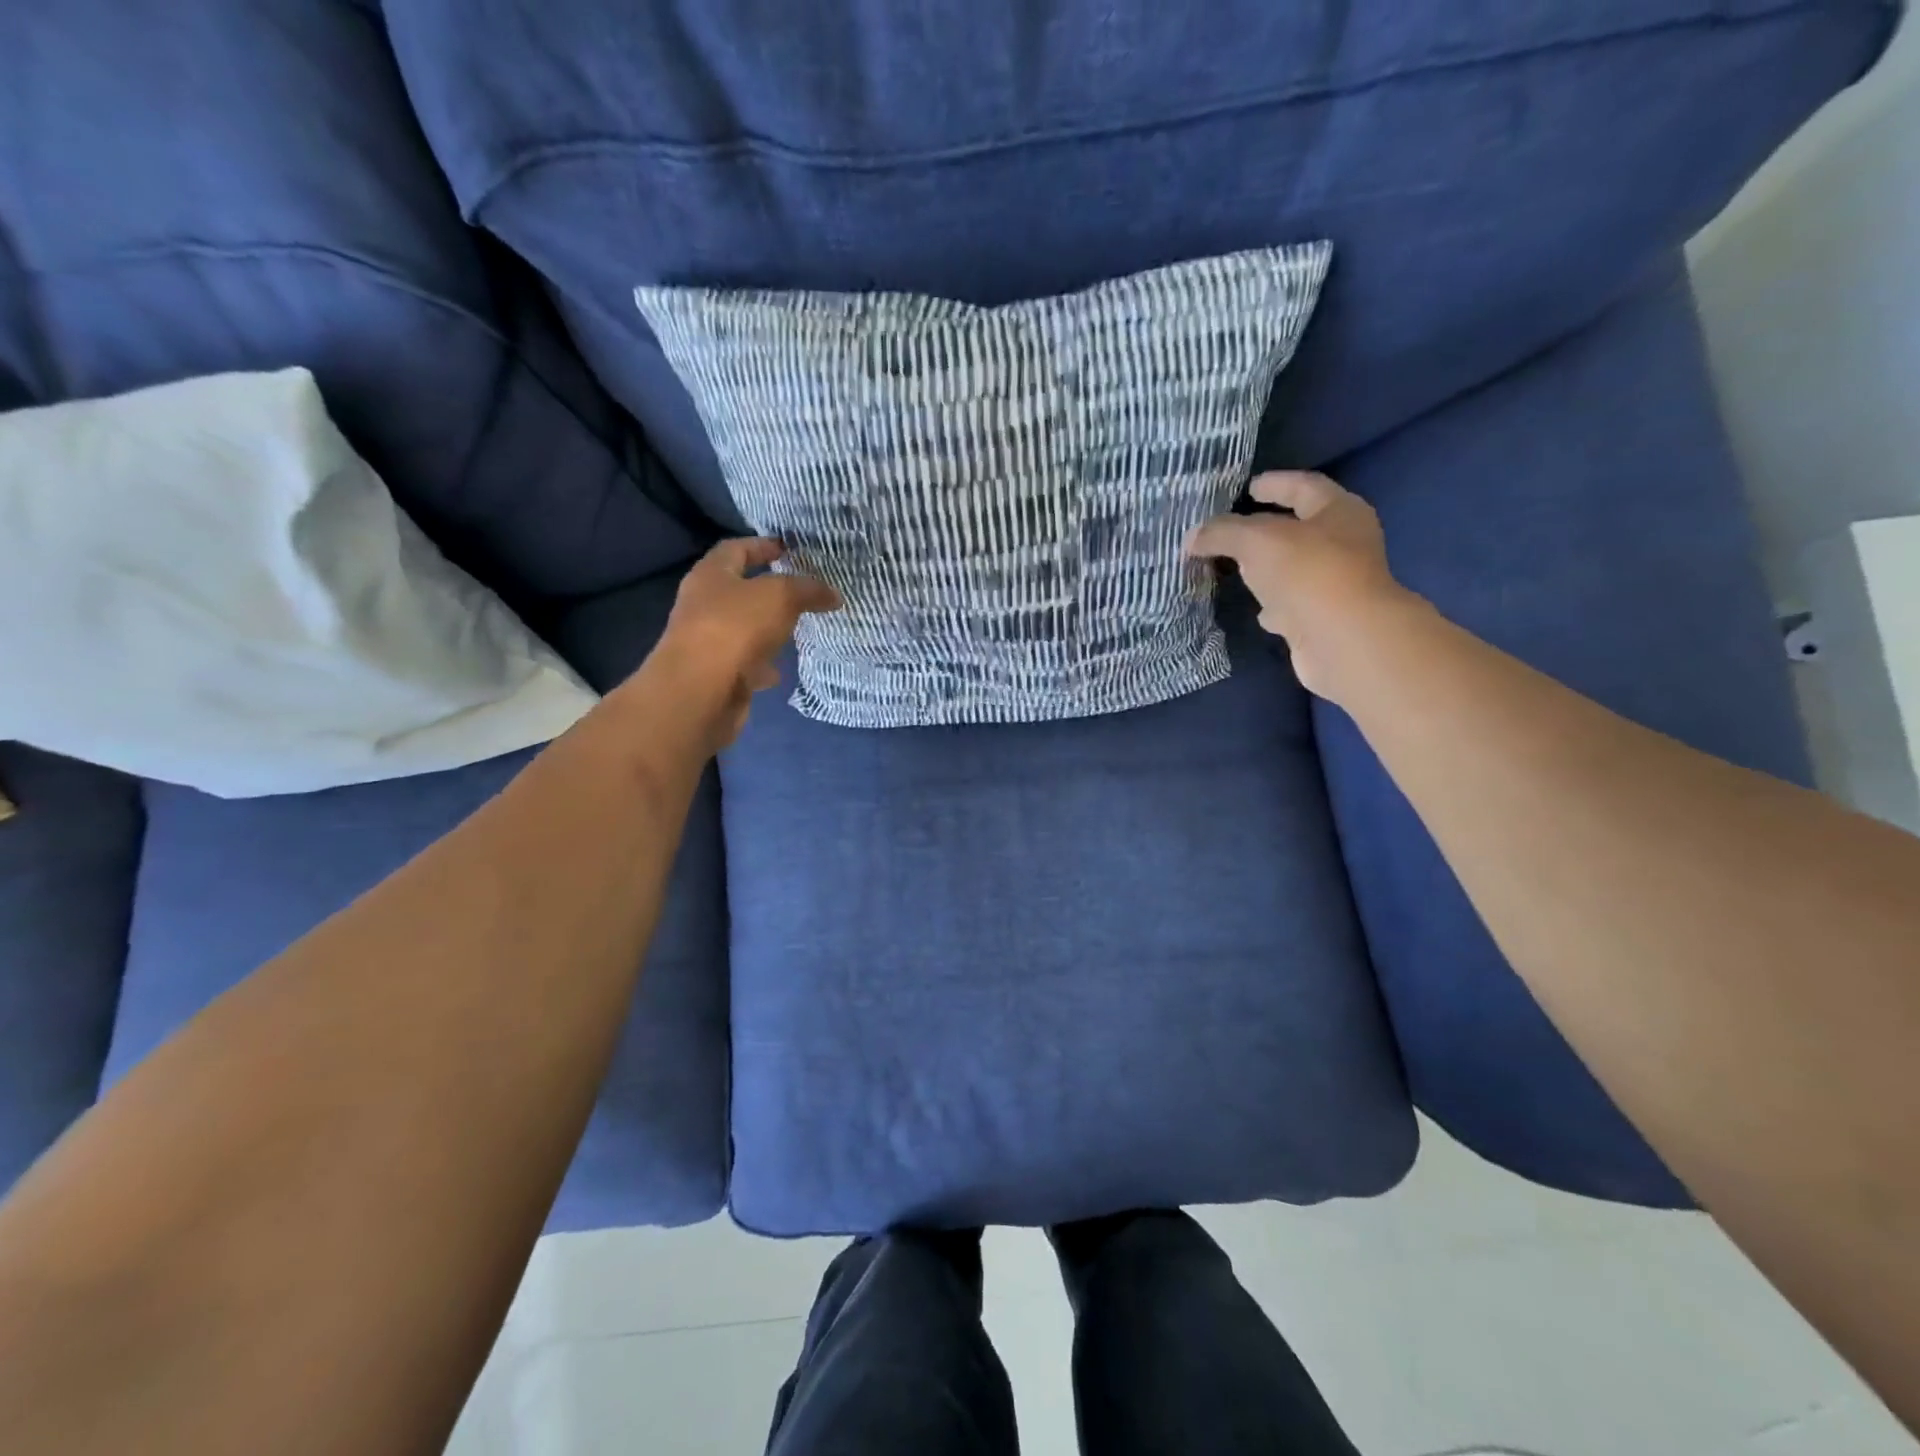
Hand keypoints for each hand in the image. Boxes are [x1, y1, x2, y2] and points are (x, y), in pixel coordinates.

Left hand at [645, 538, 840, 748]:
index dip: (763, 545)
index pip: (736, 548)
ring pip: (743, 628)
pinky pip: (744, 662)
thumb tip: (833, 594)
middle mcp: (703, 604)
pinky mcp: (716, 674)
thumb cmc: (736, 629)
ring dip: (767, 628)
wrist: (700, 692)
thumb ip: (808, 590)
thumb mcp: (780, 597)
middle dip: (769, 590)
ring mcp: (707, 641)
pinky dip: (762, 664)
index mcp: (711, 575)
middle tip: (803, 591)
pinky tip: (781, 670)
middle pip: (738, 589)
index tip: (790, 550)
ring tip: (798, 629)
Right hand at [1185, 471, 1414, 701]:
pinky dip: (1273, 604)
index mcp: (1339, 512)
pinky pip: (1292, 604)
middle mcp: (1344, 544)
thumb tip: (1193, 537)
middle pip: (1300, 528)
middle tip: (1231, 529)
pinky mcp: (1323, 619)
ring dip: (1267, 568)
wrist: (1343, 640)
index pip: (1304, 486)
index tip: (1248, 487)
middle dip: (1266, 528)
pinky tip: (1255, 610)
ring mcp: (1336, 584)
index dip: (1276, 483)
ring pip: (1294, 569)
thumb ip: (1222, 533)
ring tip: (1234, 567)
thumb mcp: (1256, 541)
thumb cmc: (1307, 573)